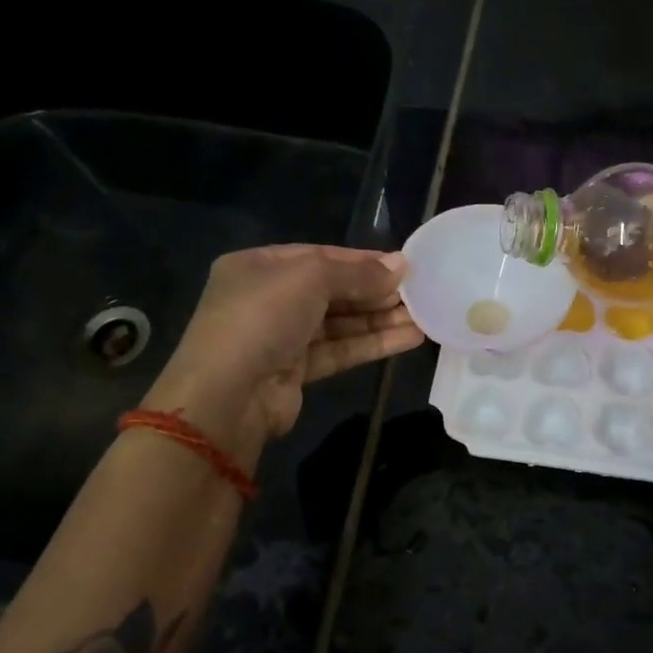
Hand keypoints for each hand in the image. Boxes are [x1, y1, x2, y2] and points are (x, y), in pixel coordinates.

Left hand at [142, 245, 423, 457]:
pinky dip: (372, 343)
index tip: (404, 266)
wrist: (227, 396)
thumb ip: (357, 272)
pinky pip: (340, 350)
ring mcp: (281, 337)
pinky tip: (409, 338)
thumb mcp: (310, 279)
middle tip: (420, 292)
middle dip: (376, 291)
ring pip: (340, 323)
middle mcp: (268, 298)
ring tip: (425, 317)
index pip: (320, 256)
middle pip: (333, 290)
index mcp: (259, 266)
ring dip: (381, 319)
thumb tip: (401, 265)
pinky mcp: (295, 371)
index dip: (363, 260)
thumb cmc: (262, 319)